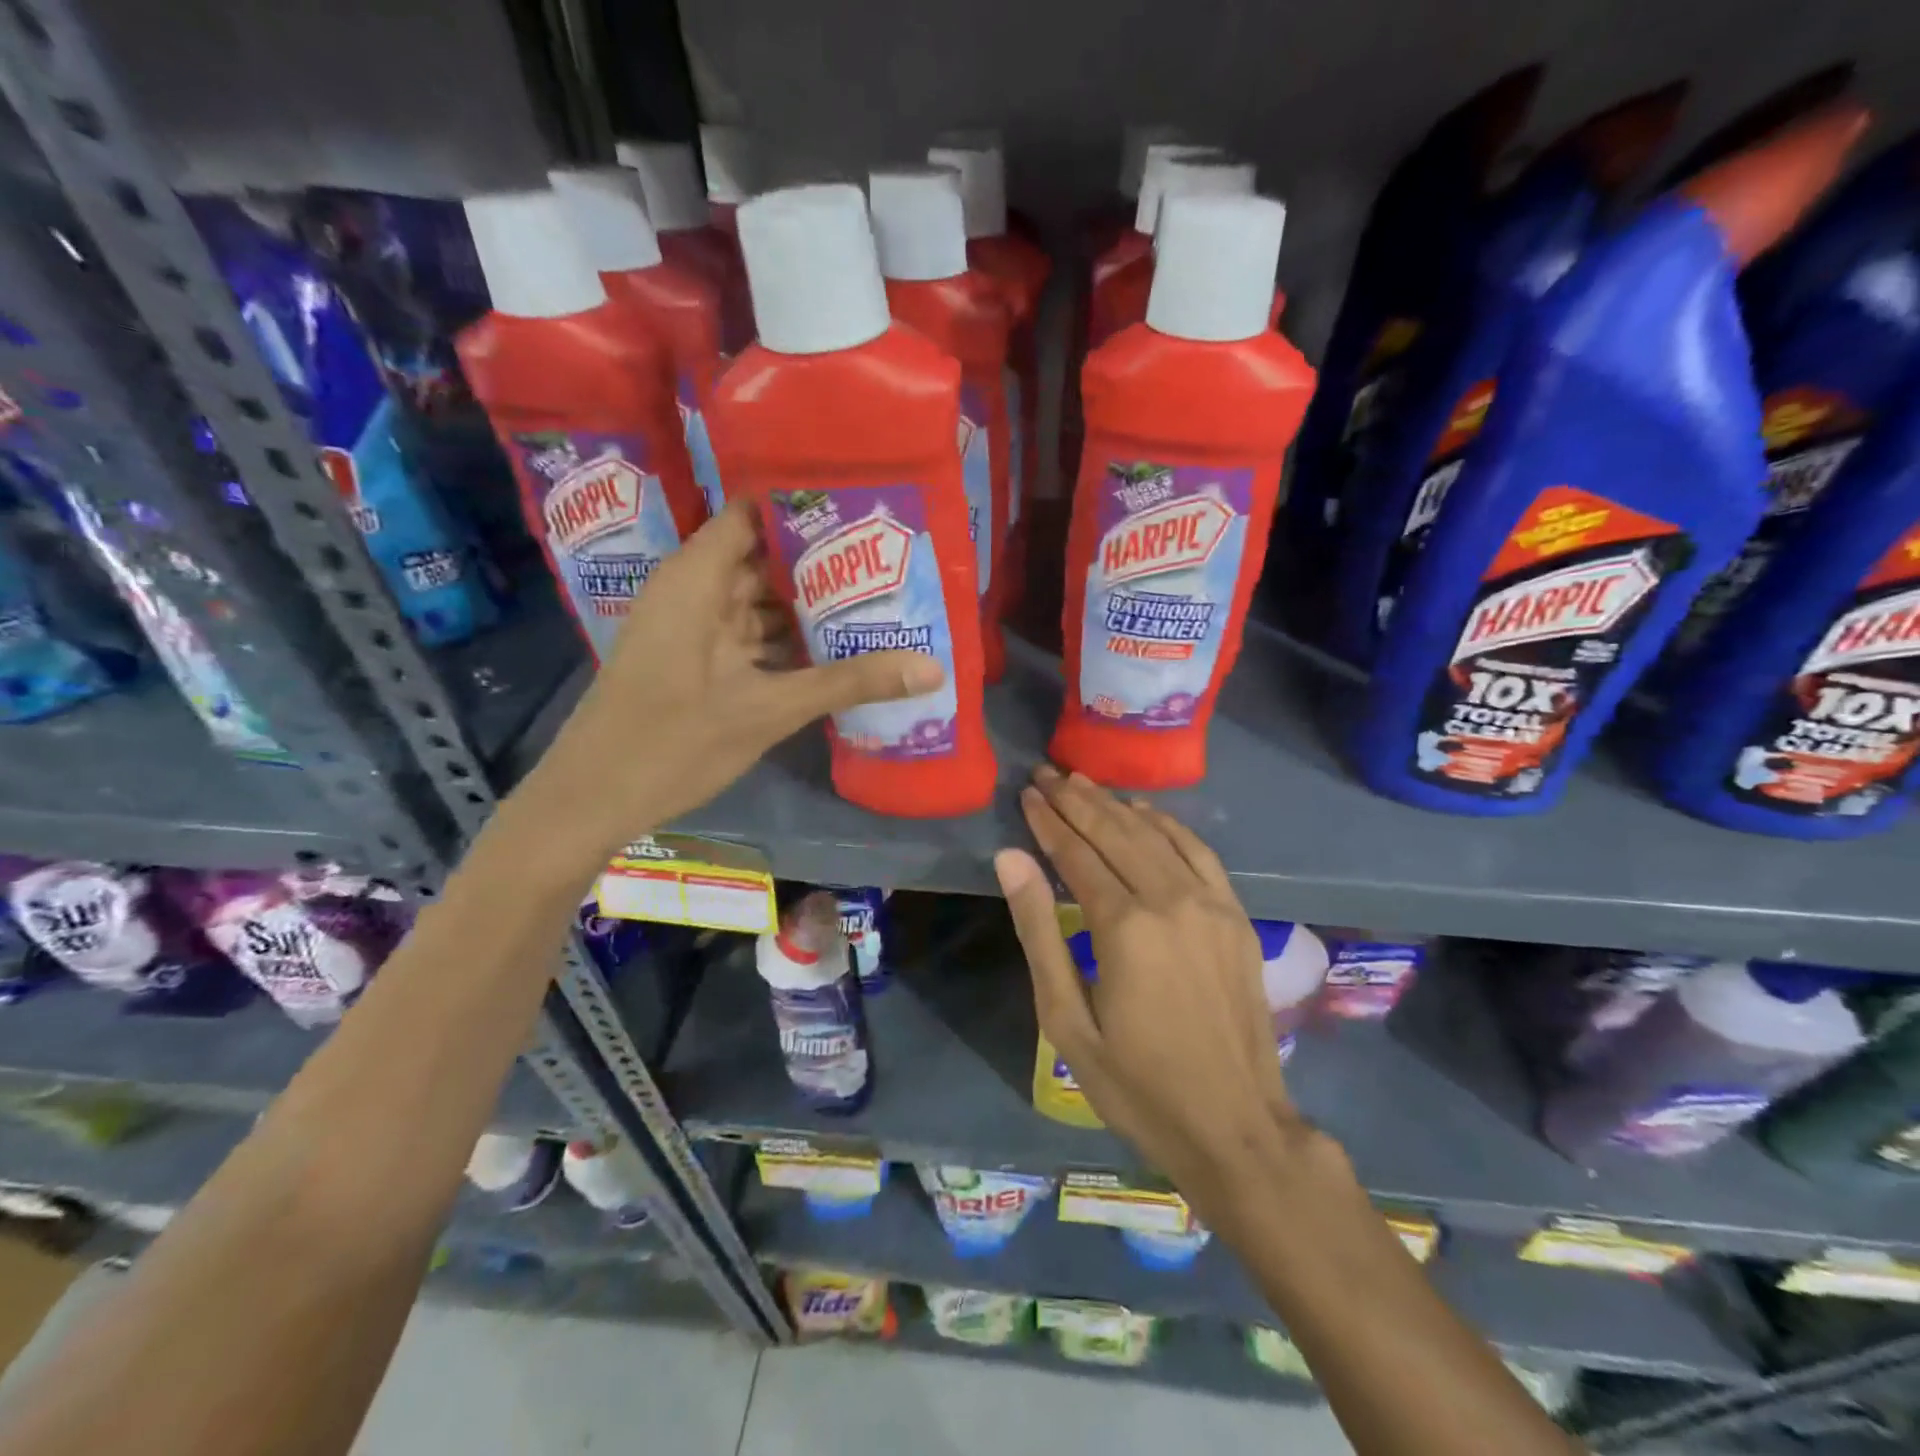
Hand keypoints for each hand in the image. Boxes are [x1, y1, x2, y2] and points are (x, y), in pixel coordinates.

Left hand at [535, 500, 942, 852]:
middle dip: (823, 560)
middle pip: (764, 556)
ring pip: (760, 600)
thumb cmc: (673, 742)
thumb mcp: (770, 709)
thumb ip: (850, 682)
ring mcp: (694, 628)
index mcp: (697, 578)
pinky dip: (788, 638)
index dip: (806, 505)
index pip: (755, 513)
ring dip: (809, 603)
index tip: (865, 508)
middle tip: (890, 558)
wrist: (592, 800)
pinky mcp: (697, 661)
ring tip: (877, 598)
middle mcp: (694, 591)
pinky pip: (750, 634)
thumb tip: (932, 668)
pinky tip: (836, 647)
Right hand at [994, 766, 1306, 1204]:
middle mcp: (1170, 900)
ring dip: (1116, 804)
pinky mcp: (1235, 916)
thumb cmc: (1137, 1084)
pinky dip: (1168, 824)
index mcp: (1124, 927)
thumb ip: (1038, 932)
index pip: (1076, 853)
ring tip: (1083, 783)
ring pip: (1155, 834)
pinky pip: (1199, 852)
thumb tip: (1010, 859)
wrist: (1236, 1127)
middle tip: (1046, 773)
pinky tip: (1145, 811)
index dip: (1048, 821)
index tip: (1027, 793)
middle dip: (1077, 800)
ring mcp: (1210, 904)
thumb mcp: (1067, 1021)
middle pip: (1115, 832)